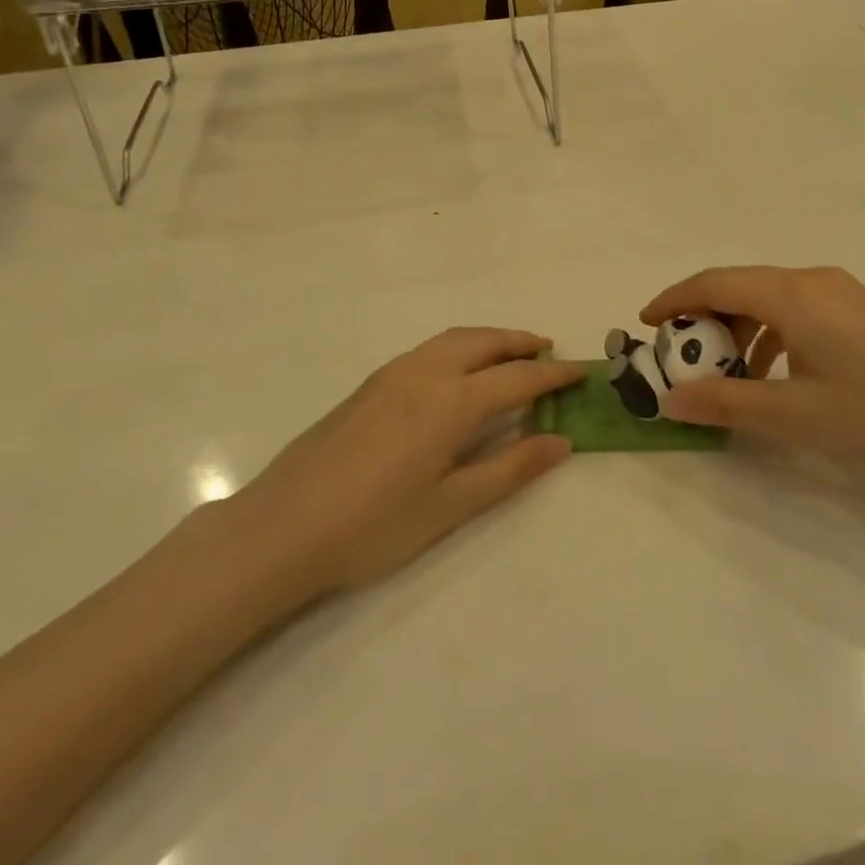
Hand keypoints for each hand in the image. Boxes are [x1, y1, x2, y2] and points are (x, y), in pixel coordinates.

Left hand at [232, 329, 580, 597]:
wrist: (283, 526)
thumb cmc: (373, 525)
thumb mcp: (450, 506)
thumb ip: (509, 469)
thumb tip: (561, 442)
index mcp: (451, 401)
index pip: (517, 377)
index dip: (554, 374)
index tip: (581, 371)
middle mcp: (425, 373)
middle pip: (484, 341)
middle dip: (521, 342)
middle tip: (550, 352)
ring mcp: (393, 374)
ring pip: (454, 338)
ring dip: (489, 339)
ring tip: (511, 354)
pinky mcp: (371, 383)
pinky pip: (430, 348)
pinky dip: (460, 346)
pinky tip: (459, 372)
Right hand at [641, 267, 864, 480]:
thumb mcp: (793, 415)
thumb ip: (726, 403)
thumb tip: (670, 400)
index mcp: (792, 294)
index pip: (714, 282)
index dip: (674, 299)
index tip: (645, 324)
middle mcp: (811, 280)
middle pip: (739, 286)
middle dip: (703, 318)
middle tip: (681, 357)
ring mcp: (839, 292)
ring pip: (767, 299)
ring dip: (737, 329)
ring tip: (725, 373)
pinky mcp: (858, 309)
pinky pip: (795, 310)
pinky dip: (769, 334)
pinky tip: (773, 375)